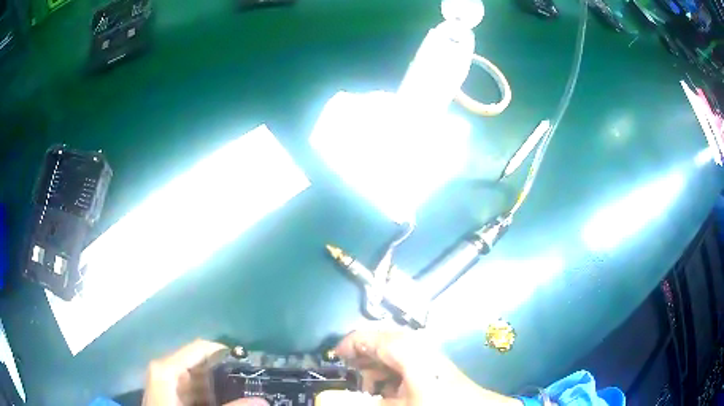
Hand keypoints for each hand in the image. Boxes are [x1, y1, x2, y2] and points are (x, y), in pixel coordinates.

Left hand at [142, 339, 268, 405]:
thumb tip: (263, 400)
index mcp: (167, 368)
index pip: (200, 348)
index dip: (226, 353)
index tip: (250, 363)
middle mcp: (166, 370)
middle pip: (201, 363)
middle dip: (226, 372)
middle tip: (252, 380)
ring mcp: (167, 383)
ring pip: (199, 379)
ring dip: (221, 386)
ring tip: (244, 390)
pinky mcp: (170, 395)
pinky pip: (194, 390)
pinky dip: (210, 394)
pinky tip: (226, 401)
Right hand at [316, 330, 520, 405]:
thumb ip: (360, 403)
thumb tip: (328, 400)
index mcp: (406, 350)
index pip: (367, 336)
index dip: (347, 346)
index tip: (333, 362)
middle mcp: (416, 346)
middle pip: (378, 343)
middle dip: (359, 359)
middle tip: (347, 378)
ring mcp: (425, 354)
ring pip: (389, 354)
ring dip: (373, 369)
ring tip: (366, 389)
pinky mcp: (431, 365)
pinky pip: (402, 363)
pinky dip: (388, 375)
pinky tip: (386, 392)